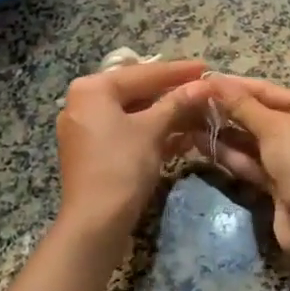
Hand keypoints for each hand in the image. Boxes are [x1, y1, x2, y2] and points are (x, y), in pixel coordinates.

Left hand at [55, 59, 206, 253]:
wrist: (95, 223)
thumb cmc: (121, 166)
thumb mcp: (152, 131)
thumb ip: (177, 103)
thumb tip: (204, 85)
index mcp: (92, 89)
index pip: (142, 73)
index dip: (178, 71)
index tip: (206, 67)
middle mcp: (83, 102)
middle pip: (136, 91)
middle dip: (172, 94)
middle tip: (204, 90)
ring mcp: (86, 128)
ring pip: (133, 114)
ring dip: (165, 115)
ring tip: (199, 113)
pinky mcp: (93, 152)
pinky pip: (126, 132)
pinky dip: (150, 133)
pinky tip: (180, 137)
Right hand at [187, 76, 289, 264]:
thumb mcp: (272, 126)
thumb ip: (240, 104)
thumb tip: (213, 80)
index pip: (267, 90)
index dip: (234, 85)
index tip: (203, 80)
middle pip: (259, 115)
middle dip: (226, 110)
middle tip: (190, 101)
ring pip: (252, 141)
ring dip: (223, 132)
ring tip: (188, 121)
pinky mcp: (278, 184)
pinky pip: (250, 163)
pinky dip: (229, 154)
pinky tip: (200, 144)